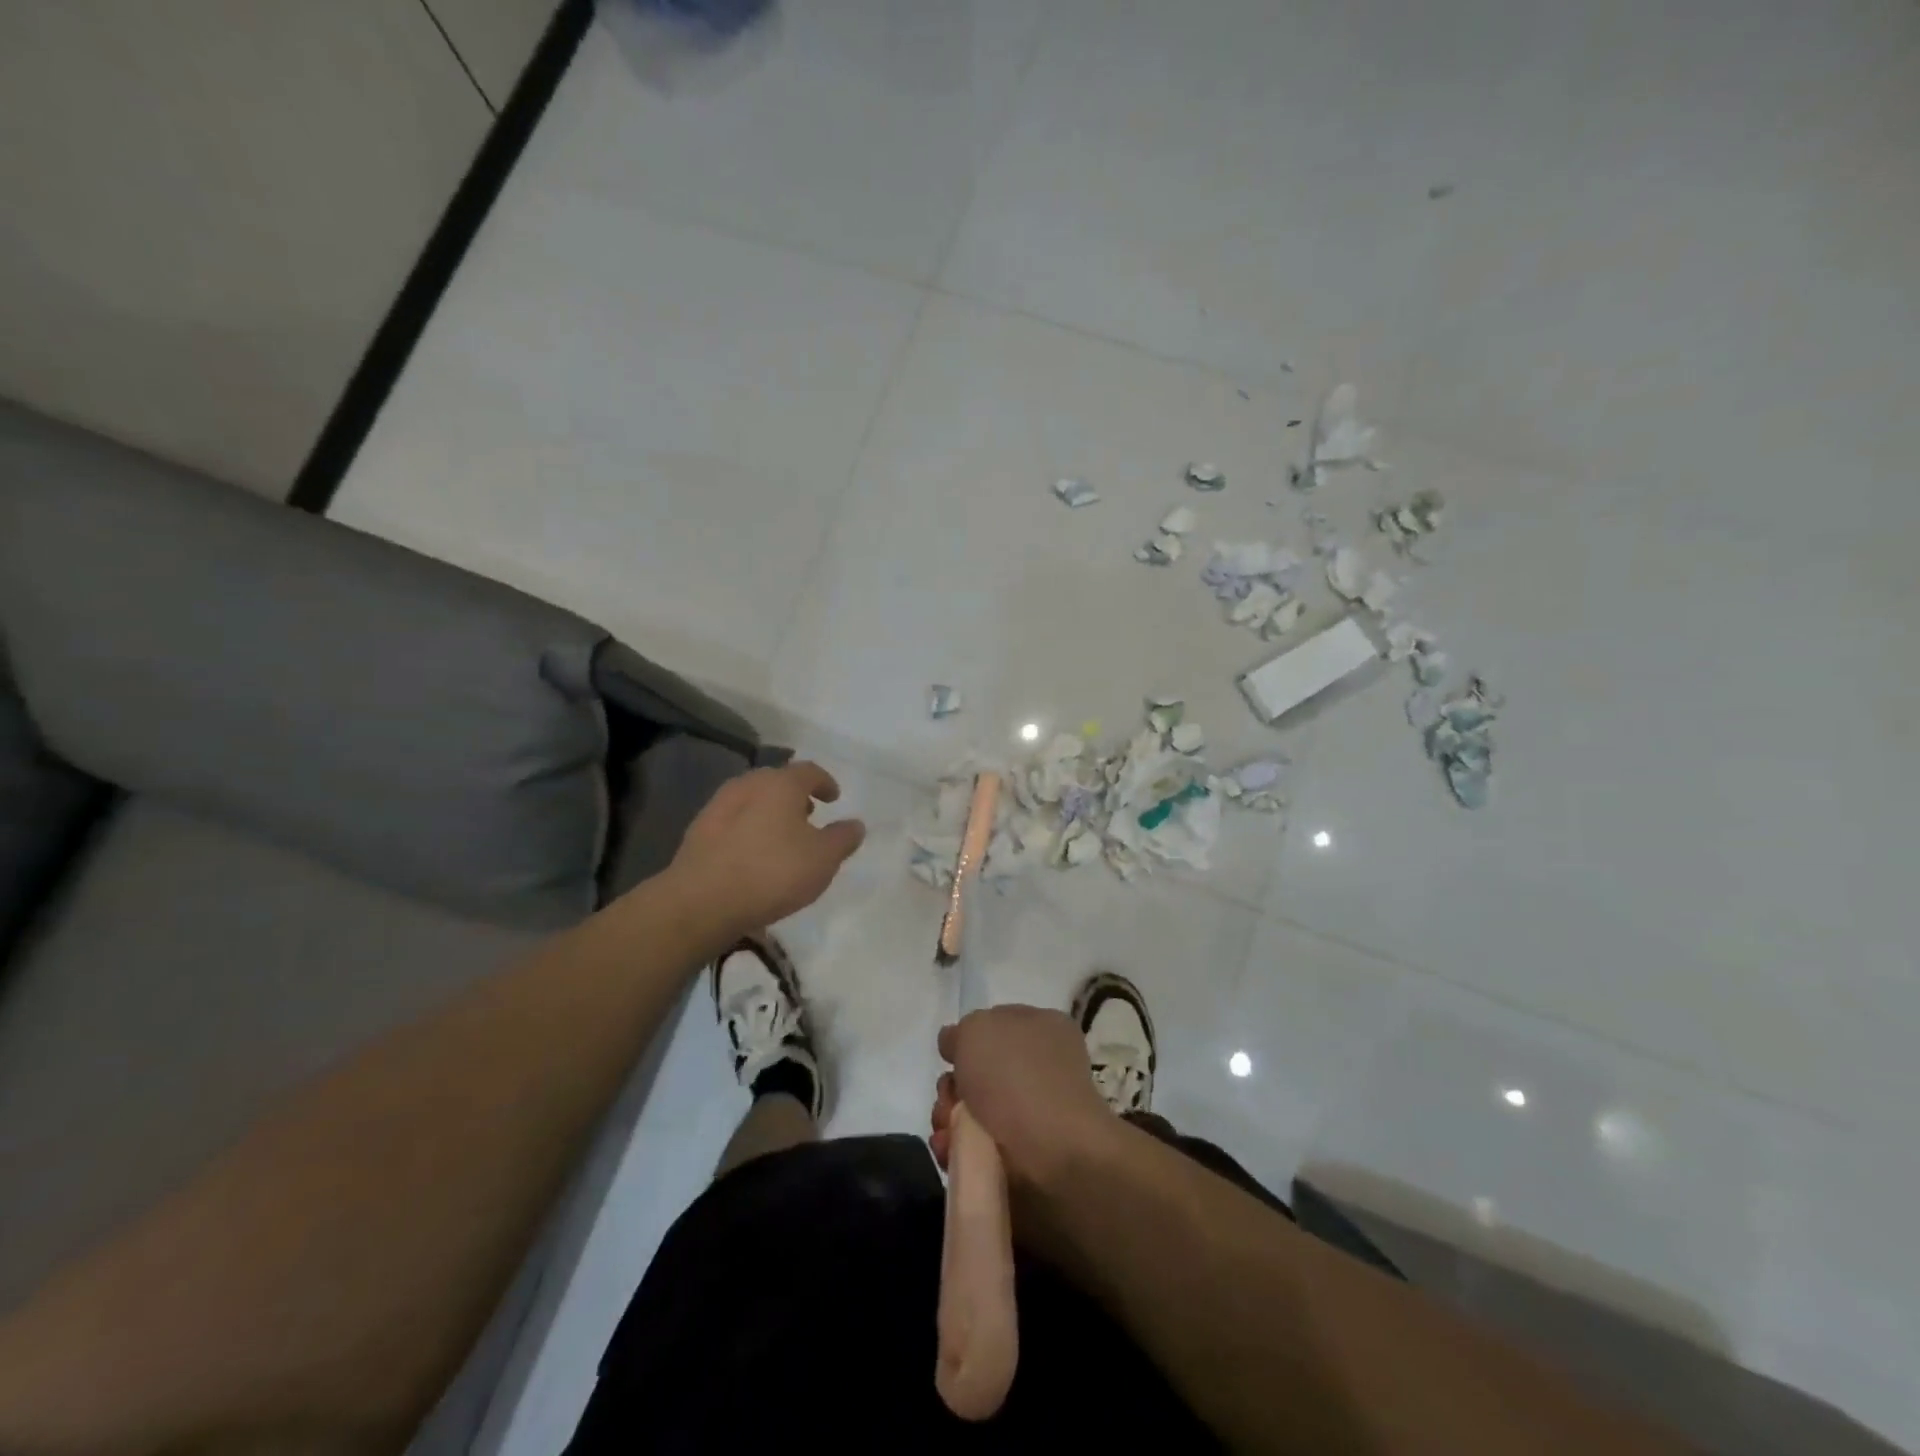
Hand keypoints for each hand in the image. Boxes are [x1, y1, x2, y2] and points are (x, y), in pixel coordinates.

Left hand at [668, 762, 865, 937]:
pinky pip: (732, 823)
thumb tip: (855, 824)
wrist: (701, 902)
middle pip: (777, 782)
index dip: (824, 782)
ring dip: (769, 813)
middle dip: (795, 797)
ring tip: (781, 838)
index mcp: (780, 784)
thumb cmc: (772, 872)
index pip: (808, 771)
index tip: (833, 798)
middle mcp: (747, 786)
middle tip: (808, 816)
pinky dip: (748, 831)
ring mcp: (717, 808)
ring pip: (752, 801)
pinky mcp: (697, 833)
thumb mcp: (823, 859)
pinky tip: (753, 856)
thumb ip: (843, 838)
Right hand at [930, 1006, 1117, 1189]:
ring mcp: (1032, 1117)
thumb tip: (954, 1044)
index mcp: (1043, 1030)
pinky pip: (976, 1148)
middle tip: (949, 1098)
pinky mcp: (1021, 1159)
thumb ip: (960, 1032)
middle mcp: (1040, 1070)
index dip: (968, 1038)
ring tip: (948, 1132)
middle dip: (952, 1087)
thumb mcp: (977, 1029)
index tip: (951, 1055)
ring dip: (948, 1120)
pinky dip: (957, 1150)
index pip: (997, 1025)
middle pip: (978, 1073)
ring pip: (971, 1112)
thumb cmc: (1016, 1077)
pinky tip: (949, 1151)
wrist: (1053, 1156)